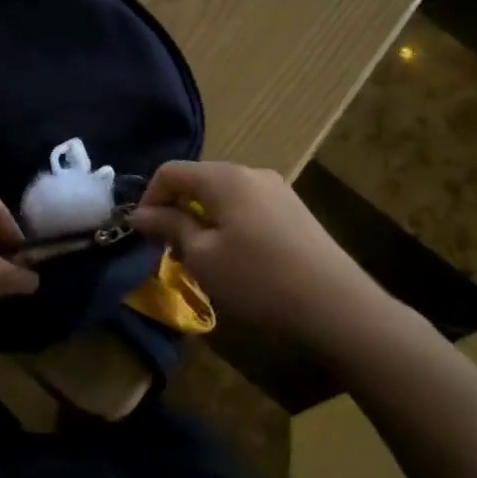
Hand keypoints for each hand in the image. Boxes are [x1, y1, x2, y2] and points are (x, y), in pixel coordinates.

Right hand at [132, 161, 389, 352]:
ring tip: (202, 260)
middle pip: (199, 181)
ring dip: (203, 221)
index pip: (171, 171)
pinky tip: (237, 260)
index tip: (143, 234)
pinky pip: (248, 208)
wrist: (336, 306)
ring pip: (224, 196)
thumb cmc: (258, 279)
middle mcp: (251, 172)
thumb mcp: (202, 256)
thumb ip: (169, 226)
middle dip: (177, 211)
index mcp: (224, 176)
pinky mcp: (294, 211)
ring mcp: (277, 190)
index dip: (149, 198)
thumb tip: (140, 213)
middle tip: (171, 251)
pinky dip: (229, 225)